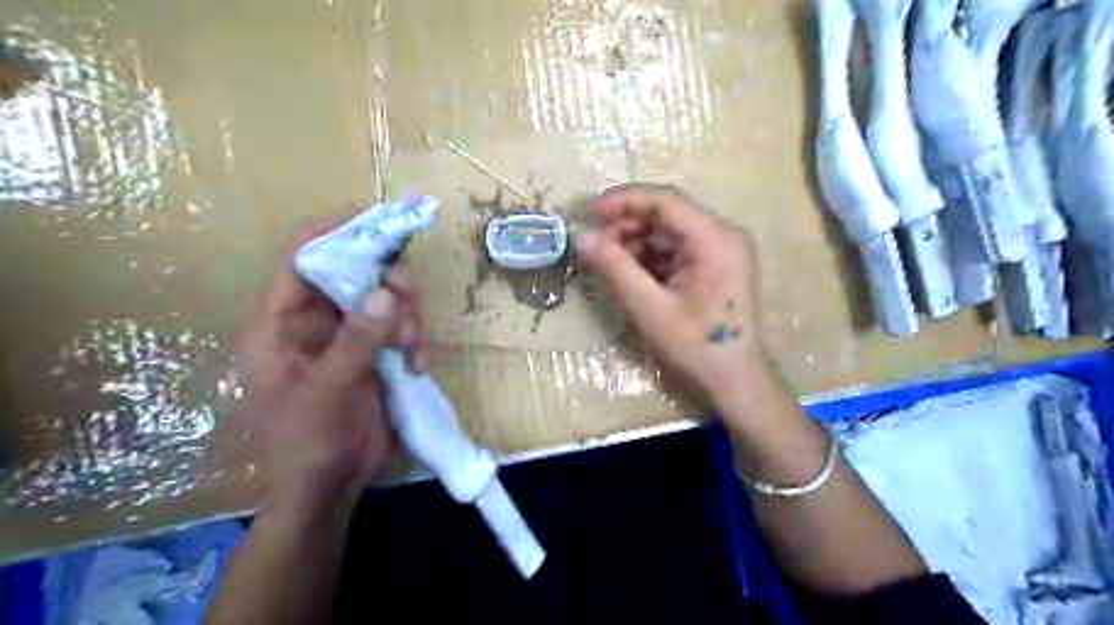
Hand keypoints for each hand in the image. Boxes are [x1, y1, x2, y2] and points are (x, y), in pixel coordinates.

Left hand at [237, 231, 426, 517]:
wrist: (330, 486)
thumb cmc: (308, 441)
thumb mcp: (330, 388)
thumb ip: (358, 338)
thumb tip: (389, 290)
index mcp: (281, 323)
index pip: (303, 259)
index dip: (336, 233)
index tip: (378, 220)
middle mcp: (315, 321)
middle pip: (356, 274)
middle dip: (389, 284)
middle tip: (410, 298)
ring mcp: (348, 336)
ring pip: (387, 299)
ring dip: (408, 318)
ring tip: (414, 349)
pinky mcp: (375, 352)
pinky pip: (402, 327)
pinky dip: (415, 341)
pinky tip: (418, 365)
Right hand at [575, 183, 776, 408]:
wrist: (736, 382)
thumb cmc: (697, 347)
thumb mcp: (649, 308)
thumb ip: (614, 268)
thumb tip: (582, 238)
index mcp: (715, 238)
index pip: (665, 201)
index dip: (623, 201)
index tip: (587, 213)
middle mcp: (723, 235)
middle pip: (667, 215)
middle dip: (627, 226)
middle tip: (594, 246)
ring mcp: (721, 250)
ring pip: (669, 232)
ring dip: (636, 243)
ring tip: (608, 263)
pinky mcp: (716, 265)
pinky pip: (676, 250)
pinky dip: (650, 258)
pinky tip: (630, 274)